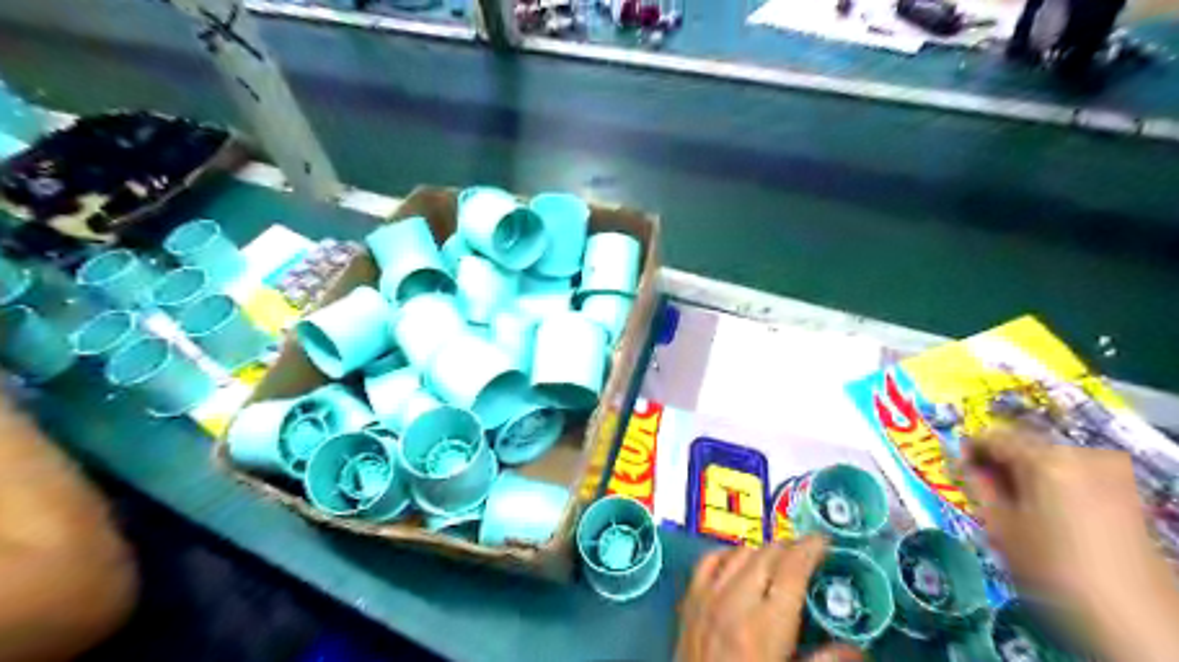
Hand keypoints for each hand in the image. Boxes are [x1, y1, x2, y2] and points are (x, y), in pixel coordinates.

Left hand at [677, 539, 864, 661]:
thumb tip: (857, 648)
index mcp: (765, 626)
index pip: (792, 571)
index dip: (810, 550)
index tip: (825, 540)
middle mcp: (734, 601)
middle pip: (766, 556)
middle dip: (790, 548)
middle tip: (808, 552)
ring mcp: (707, 598)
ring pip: (739, 554)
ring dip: (762, 550)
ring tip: (779, 557)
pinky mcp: (688, 602)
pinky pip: (708, 561)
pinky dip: (728, 554)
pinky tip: (739, 560)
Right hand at [962, 423, 1178, 661]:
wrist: (1132, 618)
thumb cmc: (1052, 569)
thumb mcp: (1000, 527)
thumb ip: (977, 485)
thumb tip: (962, 462)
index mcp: (1045, 459)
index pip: (992, 437)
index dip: (968, 449)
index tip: (955, 469)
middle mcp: (1080, 454)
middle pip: (1025, 444)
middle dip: (1001, 463)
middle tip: (984, 490)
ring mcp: (1110, 471)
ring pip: (1050, 459)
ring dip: (1027, 474)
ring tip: (1015, 506)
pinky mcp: (1126, 491)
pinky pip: (1074, 473)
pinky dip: (1053, 484)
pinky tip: (1046, 513)